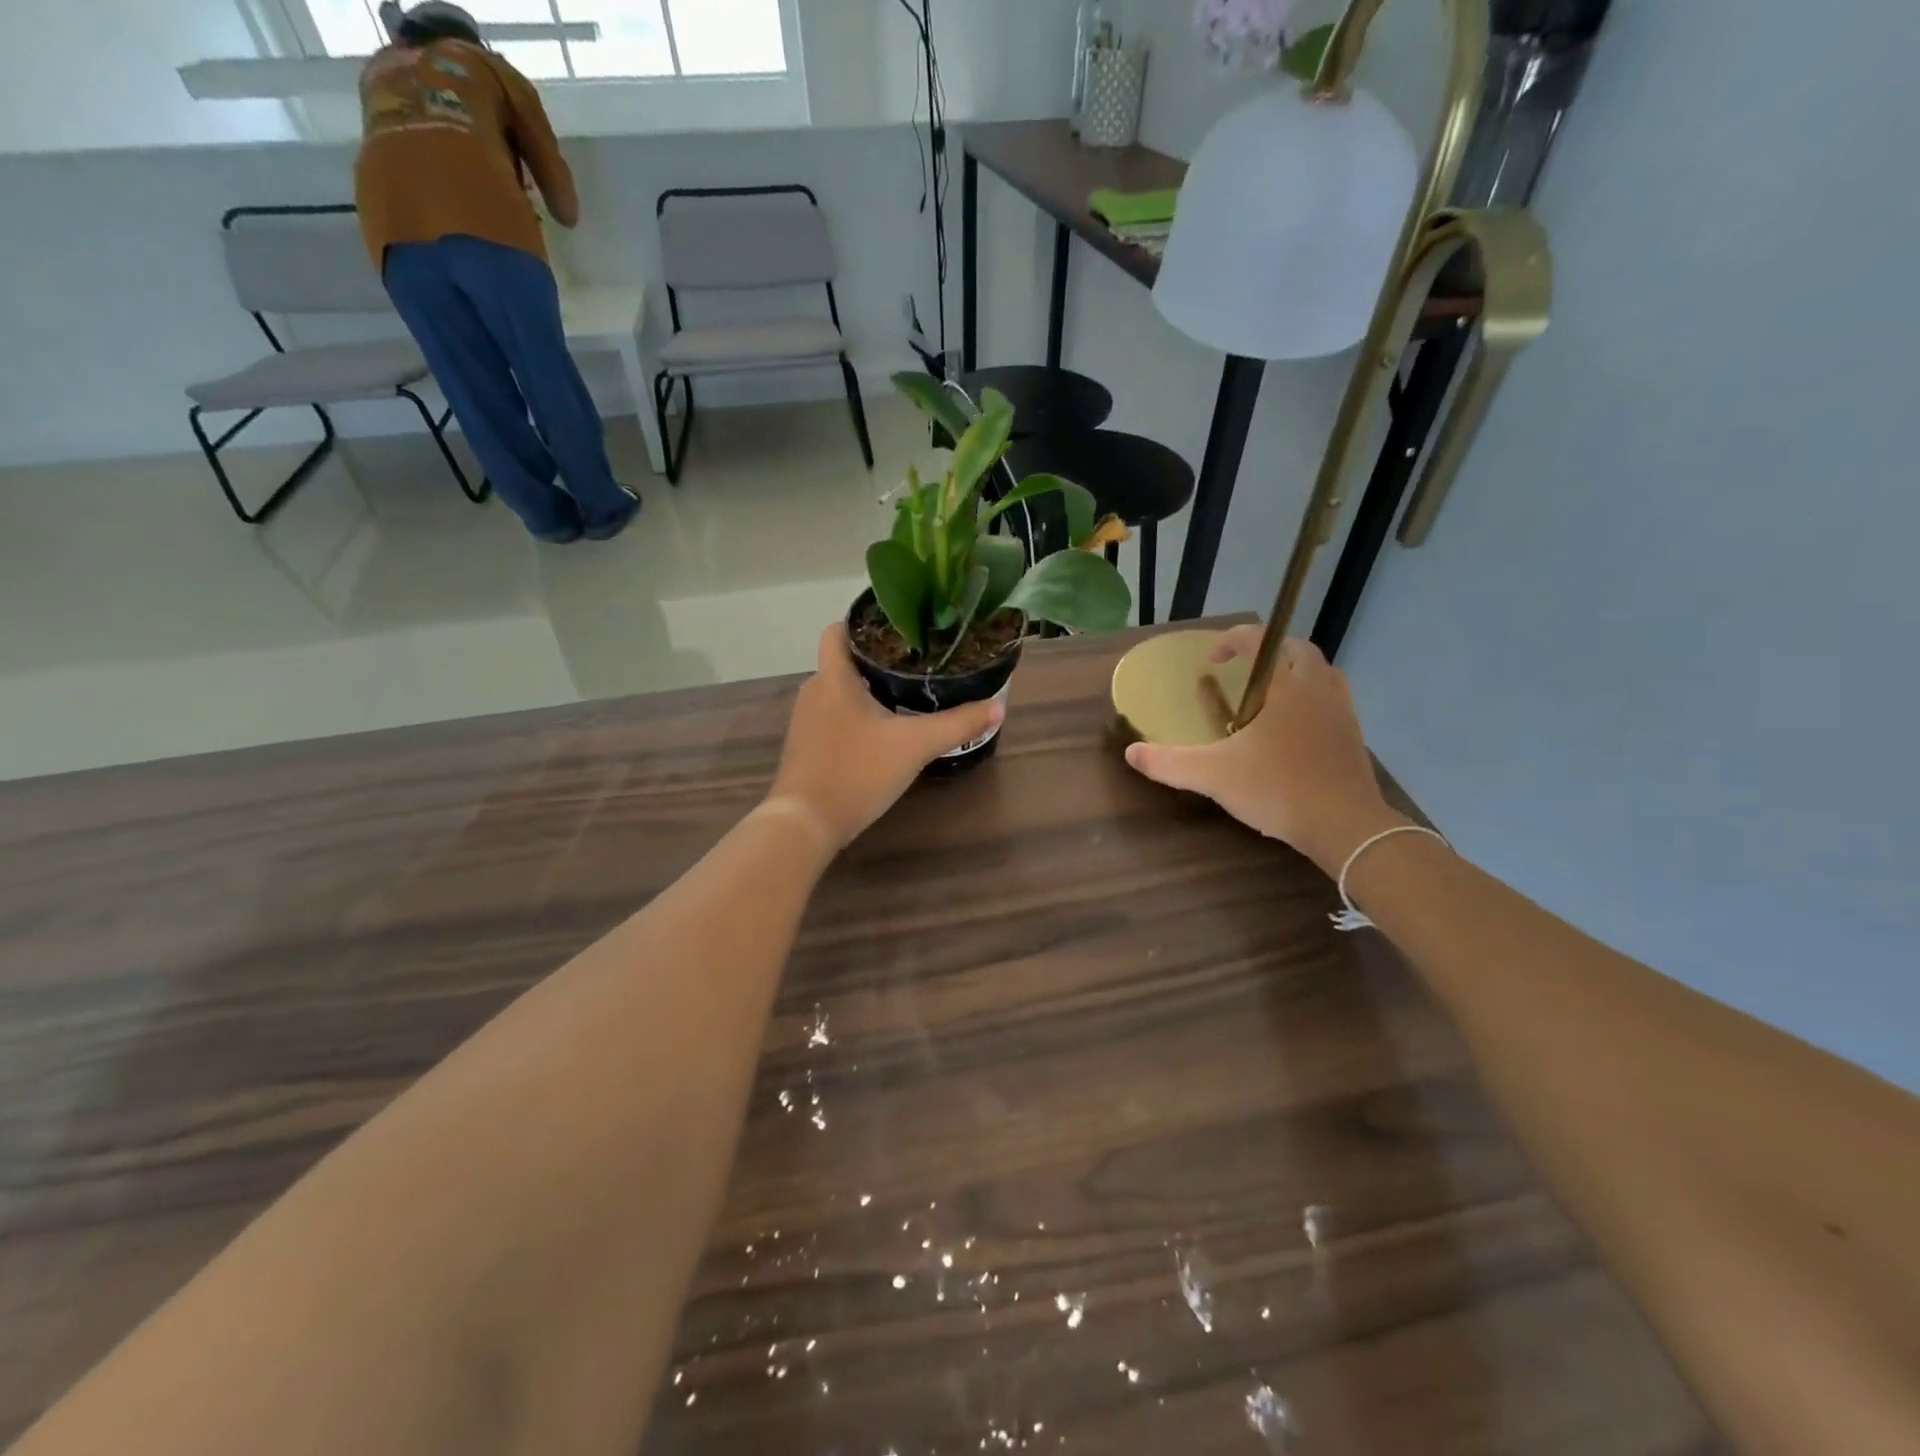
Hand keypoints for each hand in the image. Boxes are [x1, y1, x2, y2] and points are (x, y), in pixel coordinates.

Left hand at [766, 624, 1005, 853]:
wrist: (806, 823)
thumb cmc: (857, 771)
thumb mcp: (915, 745)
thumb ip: (957, 724)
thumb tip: (998, 706)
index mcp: (834, 678)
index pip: (838, 630)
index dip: (864, 622)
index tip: (901, 628)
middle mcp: (814, 691)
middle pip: (844, 661)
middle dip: (878, 659)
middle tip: (918, 662)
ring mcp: (806, 721)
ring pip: (840, 692)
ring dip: (868, 690)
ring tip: (907, 693)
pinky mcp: (807, 748)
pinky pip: (833, 718)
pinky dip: (856, 717)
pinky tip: (883, 732)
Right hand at [1123, 627, 1407, 873]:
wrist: (1345, 826)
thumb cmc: (1278, 790)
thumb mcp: (1213, 777)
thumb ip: (1169, 763)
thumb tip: (1130, 753)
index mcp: (1286, 688)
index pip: (1261, 642)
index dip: (1233, 640)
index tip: (1212, 659)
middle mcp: (1317, 690)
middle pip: (1298, 650)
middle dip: (1268, 650)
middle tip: (1242, 671)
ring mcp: (1341, 712)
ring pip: (1322, 674)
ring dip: (1294, 673)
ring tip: (1267, 695)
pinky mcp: (1353, 736)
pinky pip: (1331, 700)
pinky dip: (1310, 700)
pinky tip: (1291, 729)